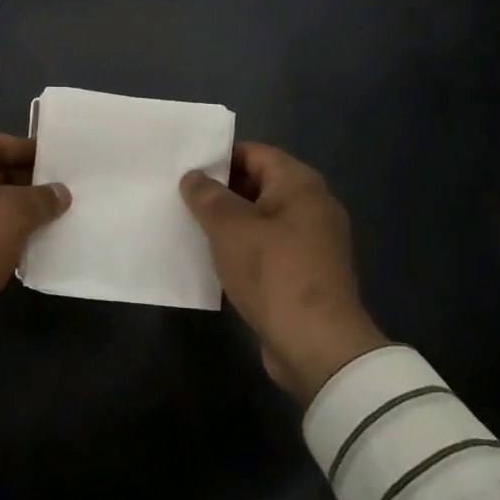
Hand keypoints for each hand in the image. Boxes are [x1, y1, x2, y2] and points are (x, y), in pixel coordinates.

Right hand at [180, 143, 387, 405]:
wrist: (318, 347)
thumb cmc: (274, 274)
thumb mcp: (231, 228)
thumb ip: (208, 196)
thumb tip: (193, 177)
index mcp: (300, 184)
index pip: (254, 153)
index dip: (218, 157)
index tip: (185, 169)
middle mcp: (311, 206)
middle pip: (258, 184)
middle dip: (220, 191)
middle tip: (181, 198)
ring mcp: (312, 241)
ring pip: (261, 219)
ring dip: (229, 223)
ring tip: (190, 227)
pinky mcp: (306, 273)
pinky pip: (268, 248)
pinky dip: (243, 249)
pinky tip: (214, 260)